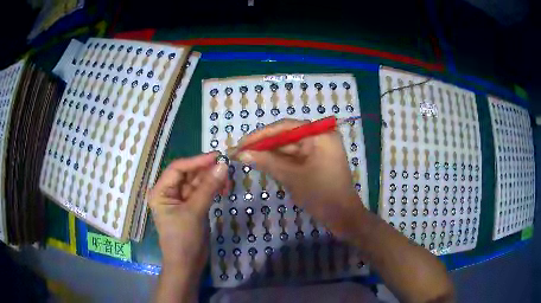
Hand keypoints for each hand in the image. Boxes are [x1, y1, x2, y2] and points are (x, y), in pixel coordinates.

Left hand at [148, 152, 227, 272]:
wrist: (187, 264)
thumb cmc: (183, 239)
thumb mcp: (194, 212)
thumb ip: (208, 188)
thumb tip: (223, 165)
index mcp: (161, 191)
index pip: (178, 168)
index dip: (196, 161)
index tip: (217, 157)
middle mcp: (169, 192)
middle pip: (188, 174)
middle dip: (206, 171)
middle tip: (226, 168)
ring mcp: (181, 200)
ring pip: (197, 183)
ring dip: (212, 180)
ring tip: (228, 181)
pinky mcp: (192, 207)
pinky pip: (202, 192)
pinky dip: (213, 189)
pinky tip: (224, 189)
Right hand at [233, 119, 364, 238]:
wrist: (343, 217)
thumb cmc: (321, 194)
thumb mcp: (292, 177)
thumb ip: (267, 162)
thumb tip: (241, 153)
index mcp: (320, 134)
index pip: (285, 127)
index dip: (260, 135)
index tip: (240, 143)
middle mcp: (320, 137)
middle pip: (285, 136)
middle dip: (263, 145)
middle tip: (239, 152)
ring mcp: (318, 150)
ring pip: (288, 148)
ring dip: (268, 154)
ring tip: (245, 157)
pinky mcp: (315, 161)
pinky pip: (294, 157)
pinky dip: (279, 161)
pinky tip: (261, 163)